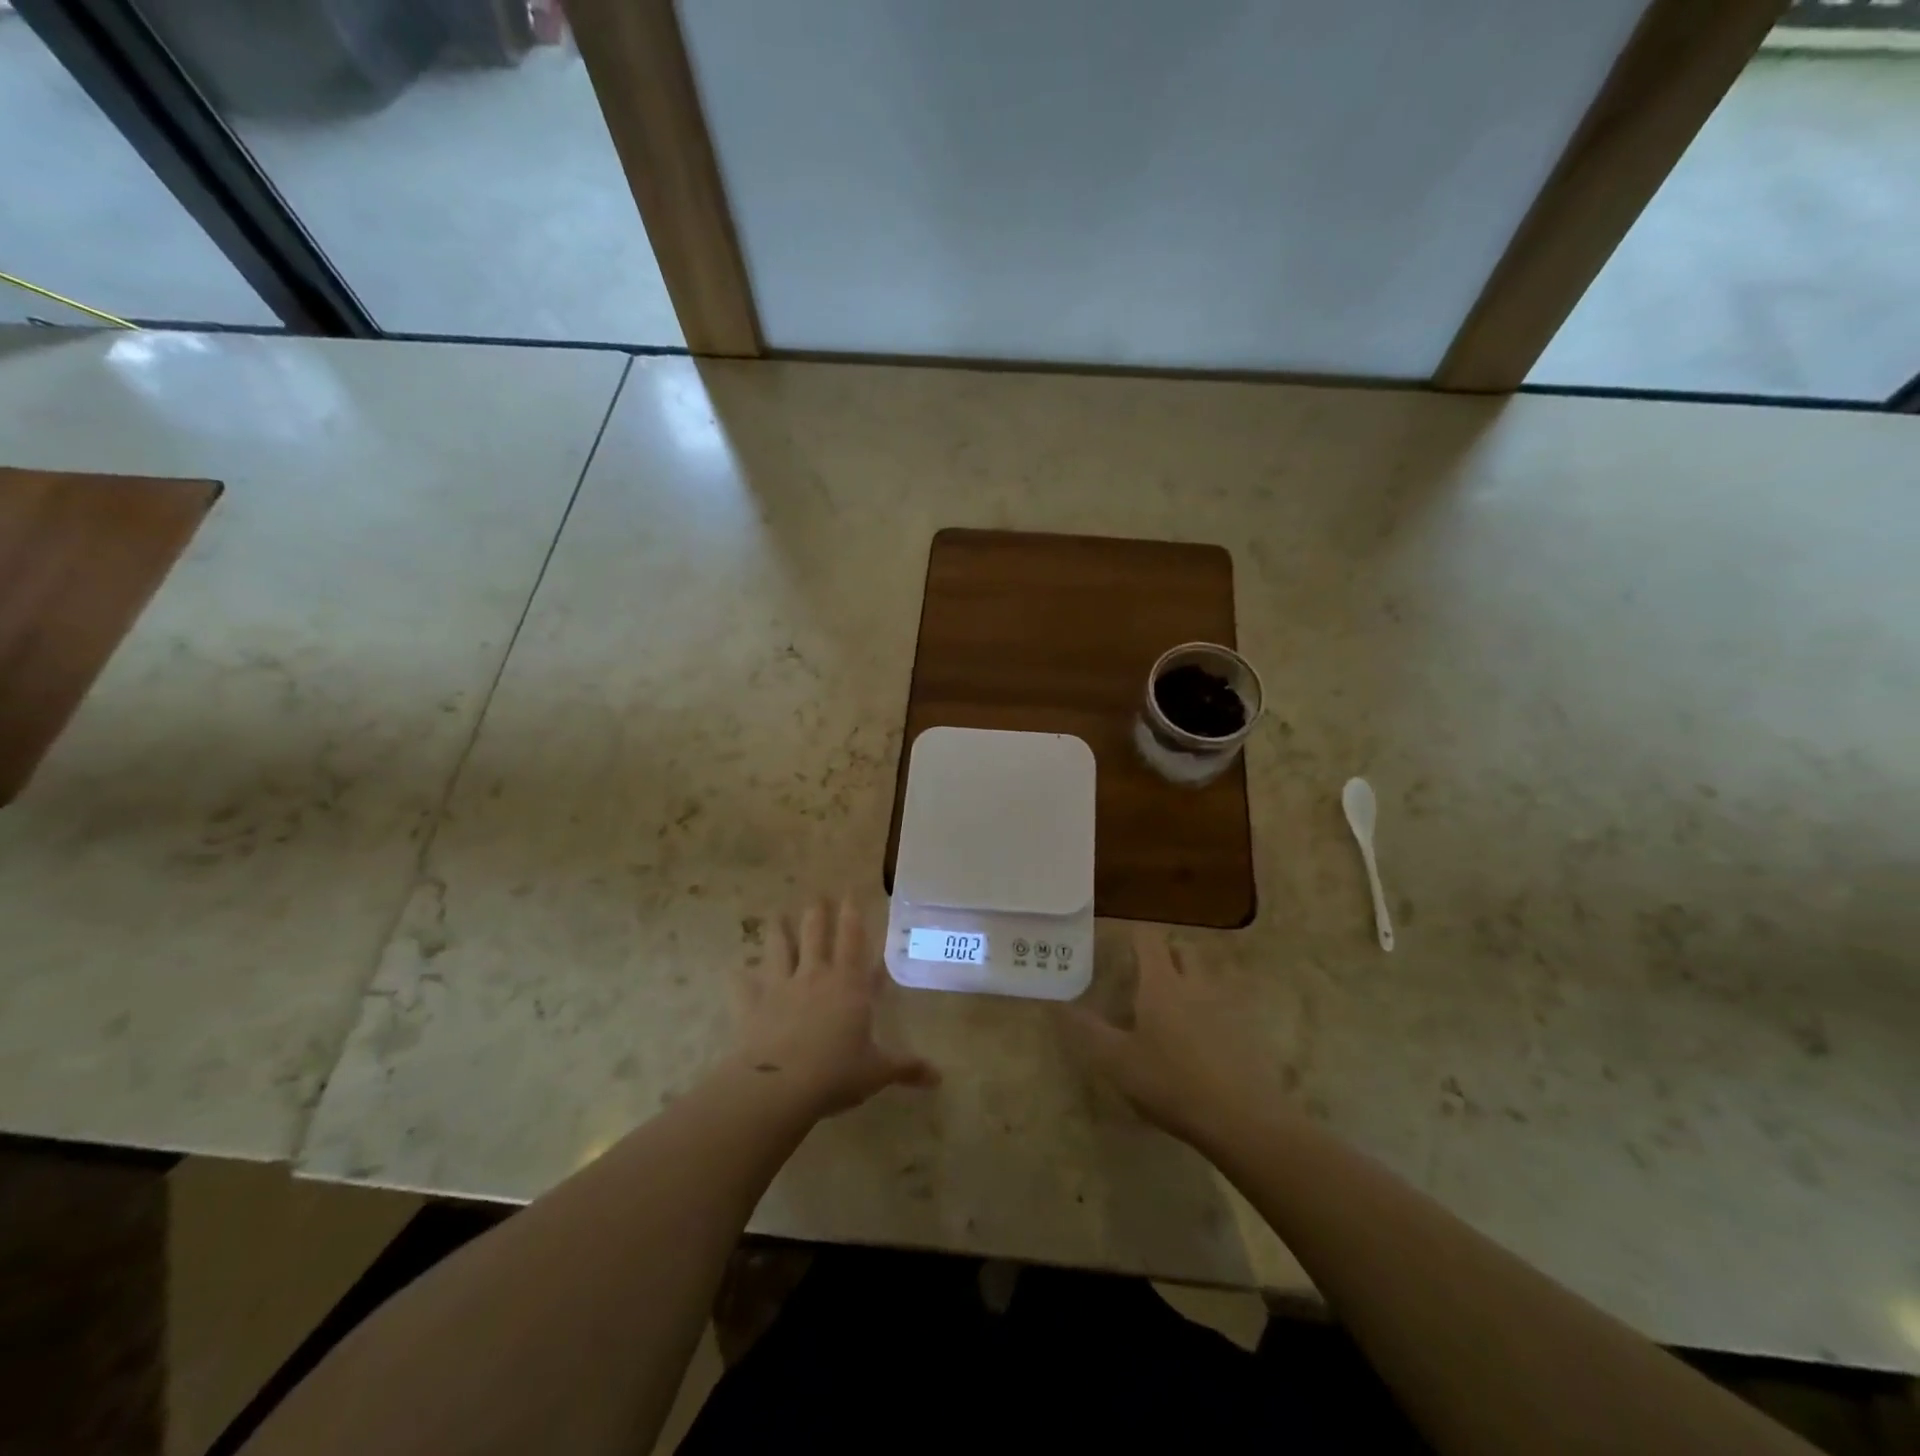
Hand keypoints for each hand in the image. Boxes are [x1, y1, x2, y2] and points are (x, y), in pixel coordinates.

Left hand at [730, 895, 938, 1118]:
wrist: (780, 1087)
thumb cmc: (836, 1073)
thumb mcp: (877, 1072)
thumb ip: (907, 1068)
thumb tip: (939, 1078)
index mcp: (848, 984)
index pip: (852, 940)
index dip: (852, 915)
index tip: (850, 893)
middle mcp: (814, 976)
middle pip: (814, 934)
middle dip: (817, 913)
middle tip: (817, 896)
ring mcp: (780, 987)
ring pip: (778, 948)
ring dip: (778, 930)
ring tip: (777, 915)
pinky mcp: (751, 1005)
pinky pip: (742, 984)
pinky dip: (739, 976)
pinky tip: (735, 969)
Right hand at [1057, 927, 1267, 1145]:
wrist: (1242, 1120)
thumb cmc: (1171, 1083)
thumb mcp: (1117, 1061)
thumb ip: (1088, 1029)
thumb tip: (1057, 1003)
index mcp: (1161, 983)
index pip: (1148, 938)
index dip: (1133, 936)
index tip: (1118, 947)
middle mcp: (1195, 983)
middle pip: (1182, 950)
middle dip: (1164, 954)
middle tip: (1144, 975)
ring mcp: (1225, 1005)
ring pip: (1205, 975)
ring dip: (1189, 979)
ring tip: (1170, 1006)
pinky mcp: (1246, 1030)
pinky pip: (1224, 1004)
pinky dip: (1209, 1008)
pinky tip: (1199, 1038)